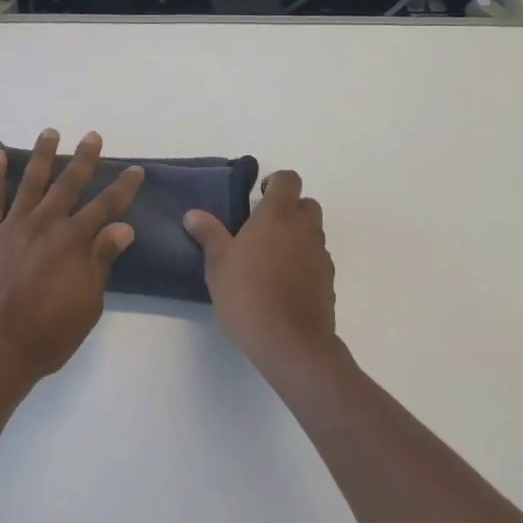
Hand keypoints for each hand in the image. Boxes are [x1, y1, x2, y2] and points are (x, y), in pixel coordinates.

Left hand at [0, 129, 144, 387]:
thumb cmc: (47, 335)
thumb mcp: (88, 303)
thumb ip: (101, 260)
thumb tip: (122, 227)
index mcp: (73, 242)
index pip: (106, 207)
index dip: (123, 188)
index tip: (136, 170)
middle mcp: (44, 225)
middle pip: (68, 184)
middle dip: (84, 159)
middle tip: (93, 136)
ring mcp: (12, 228)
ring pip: (30, 182)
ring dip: (42, 155)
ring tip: (50, 132)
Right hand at [184, 170, 336, 379]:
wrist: (291, 343)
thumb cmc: (248, 295)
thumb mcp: (218, 264)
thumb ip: (209, 234)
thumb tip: (193, 214)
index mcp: (278, 215)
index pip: (288, 179)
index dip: (275, 182)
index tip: (257, 196)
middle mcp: (304, 228)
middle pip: (306, 204)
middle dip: (288, 209)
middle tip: (262, 228)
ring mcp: (320, 255)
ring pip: (313, 232)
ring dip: (296, 236)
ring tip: (270, 259)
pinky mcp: (328, 281)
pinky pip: (317, 259)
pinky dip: (304, 262)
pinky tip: (283, 283)